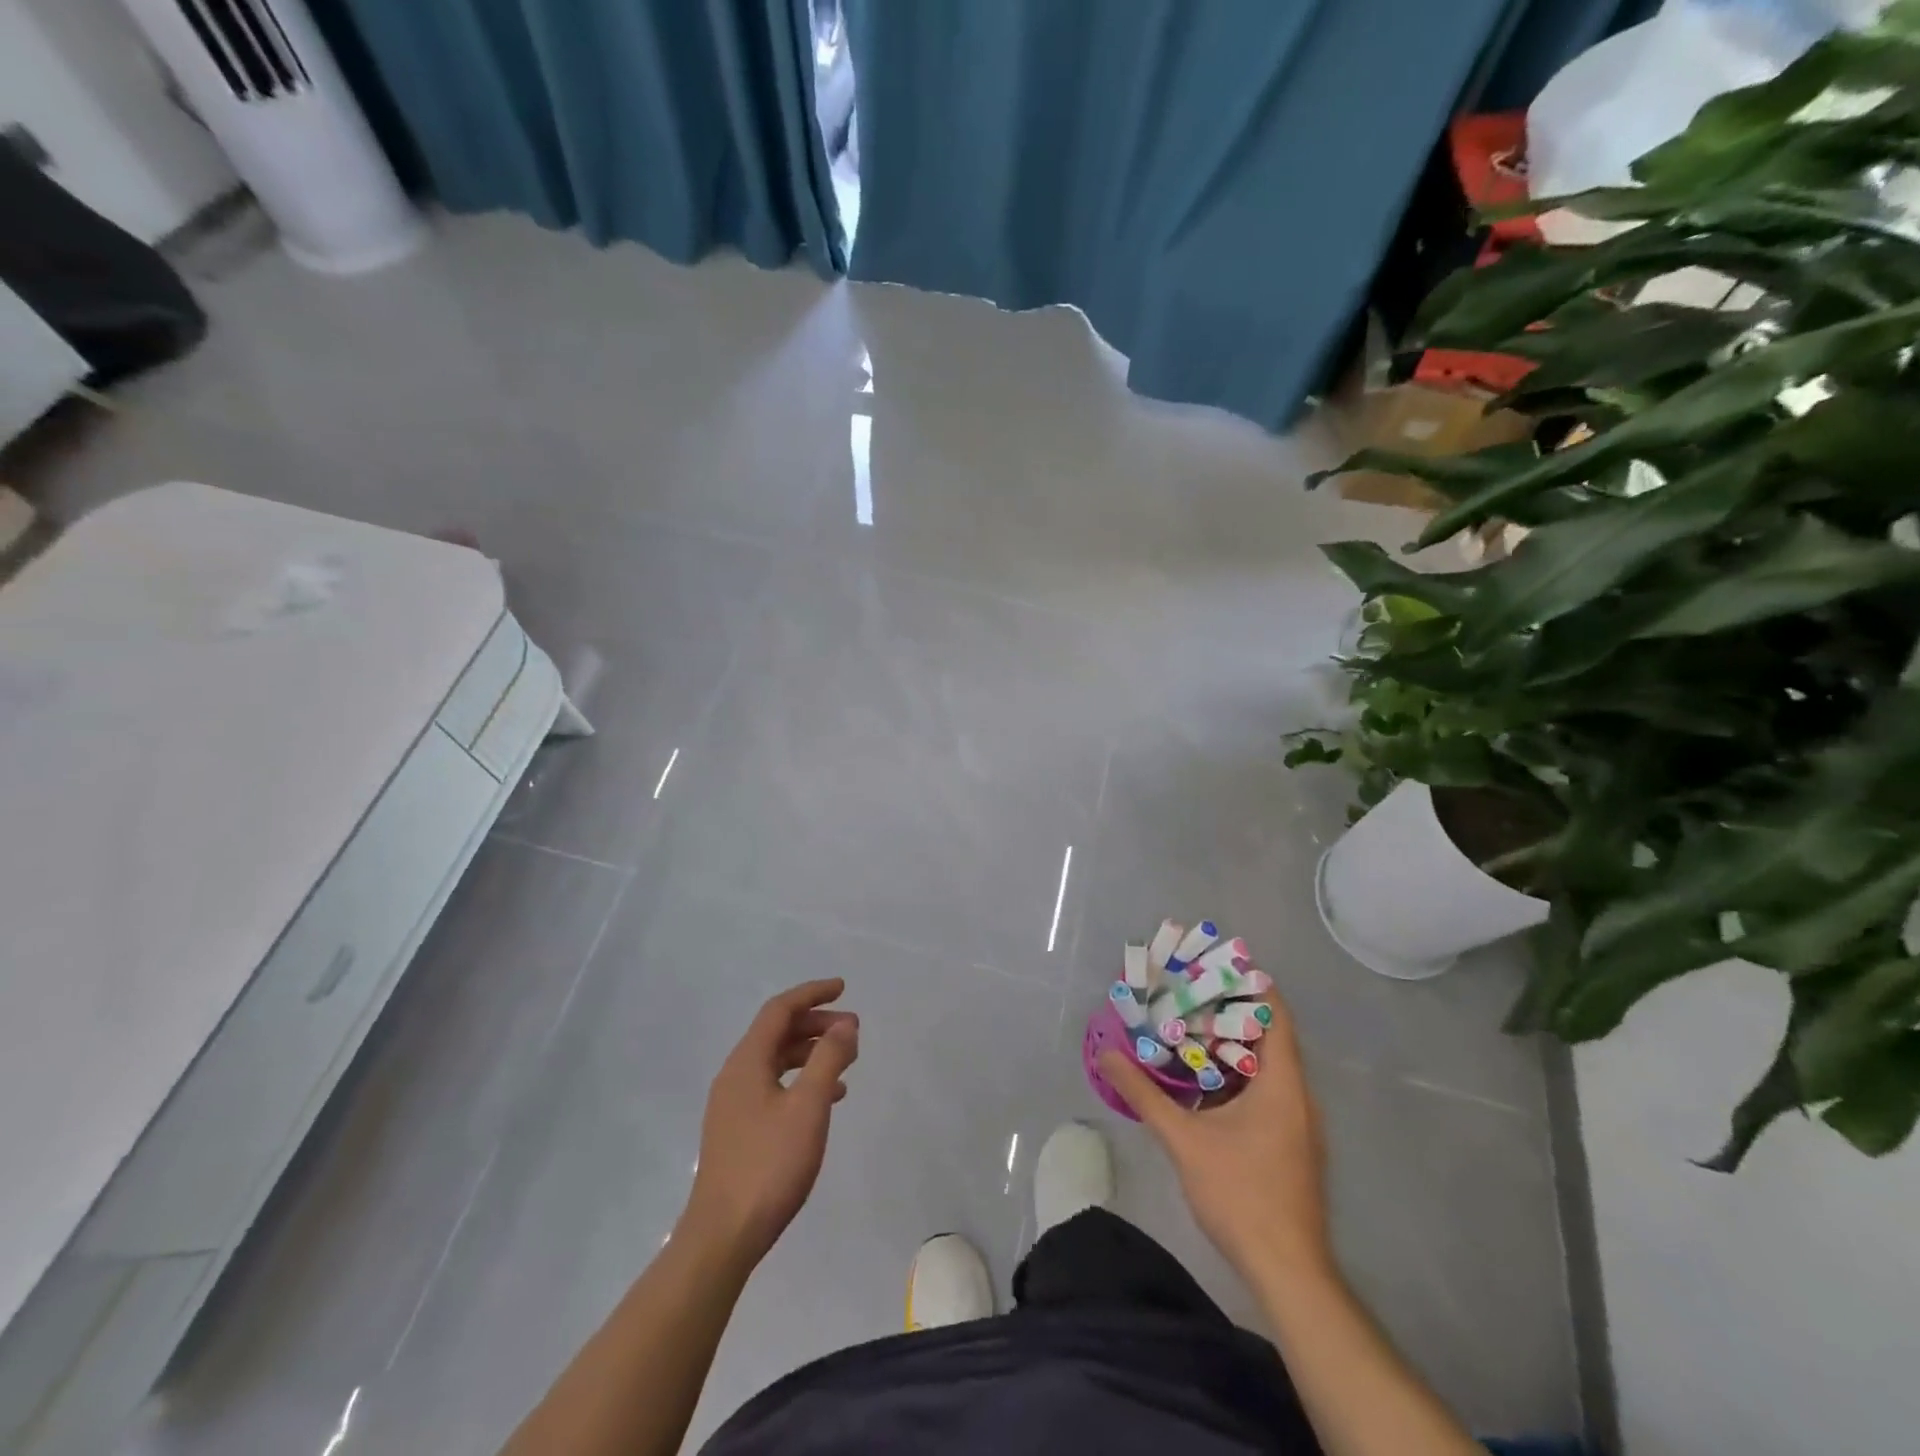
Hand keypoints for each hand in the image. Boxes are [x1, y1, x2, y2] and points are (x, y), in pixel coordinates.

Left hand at [682, 979, 858, 1263]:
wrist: (723, 1236)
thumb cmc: (769, 1164)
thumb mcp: (808, 1106)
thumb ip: (829, 1059)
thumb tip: (845, 1024)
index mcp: (746, 1062)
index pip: (780, 1010)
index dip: (812, 993)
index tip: (843, 988)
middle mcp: (735, 1075)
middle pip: (777, 1033)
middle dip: (816, 1023)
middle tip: (852, 1029)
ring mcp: (733, 1105)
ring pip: (776, 1061)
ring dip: (811, 1052)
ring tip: (846, 1061)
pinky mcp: (738, 1130)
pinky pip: (774, 1087)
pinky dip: (801, 1080)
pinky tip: (826, 1099)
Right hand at [1098, 990, 1330, 1283]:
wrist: (1287, 1271)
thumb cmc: (1241, 1194)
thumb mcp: (1184, 1140)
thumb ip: (1144, 1094)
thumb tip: (1106, 1055)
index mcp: (1283, 1083)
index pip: (1274, 1012)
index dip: (1247, 983)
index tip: (1210, 965)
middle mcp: (1298, 1095)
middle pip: (1269, 1035)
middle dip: (1228, 1011)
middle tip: (1185, 993)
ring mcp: (1299, 1122)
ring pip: (1266, 1066)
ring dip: (1230, 1045)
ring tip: (1187, 1028)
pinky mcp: (1291, 1143)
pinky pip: (1266, 1091)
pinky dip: (1236, 1075)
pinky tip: (1202, 1082)